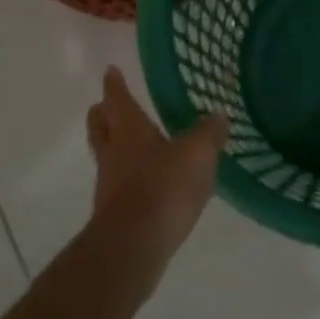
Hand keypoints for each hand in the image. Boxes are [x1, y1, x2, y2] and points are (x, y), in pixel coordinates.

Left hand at [84, 67, 224, 291]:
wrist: (134, 247)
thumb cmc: (164, 188)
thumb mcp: (198, 154)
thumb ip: (209, 132)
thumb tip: (218, 114)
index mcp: (130, 131)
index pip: (118, 99)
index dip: (115, 84)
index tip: (110, 71)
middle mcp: (114, 153)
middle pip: (101, 126)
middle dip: (104, 114)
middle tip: (109, 105)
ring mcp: (110, 185)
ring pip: (107, 155)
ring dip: (116, 146)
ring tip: (136, 143)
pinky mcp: (117, 213)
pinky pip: (120, 184)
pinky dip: (130, 176)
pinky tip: (150, 182)